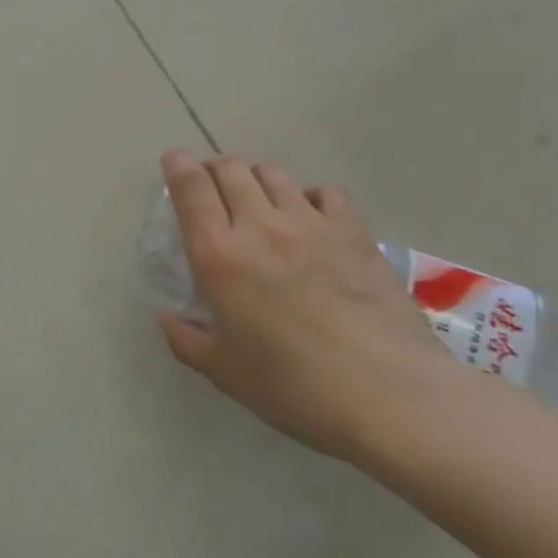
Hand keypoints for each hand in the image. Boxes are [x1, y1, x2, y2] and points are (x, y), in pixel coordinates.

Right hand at [157, 151, 463, 460]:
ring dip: (256, 178)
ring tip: (257, 200)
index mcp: (219, 256)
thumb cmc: (296, 388)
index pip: (191, 188)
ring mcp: (311, 224)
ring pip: (273, 174)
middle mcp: (260, 226)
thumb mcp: (227, 373)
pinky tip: (310, 217)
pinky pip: (324, 192)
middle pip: (231, 169)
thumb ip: (187, 341)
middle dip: (214, 168)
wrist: (390, 395)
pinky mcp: (354, 232)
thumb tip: (168, 319)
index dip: (177, 166)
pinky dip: (308, 196)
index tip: (173, 161)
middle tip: (212, 187)